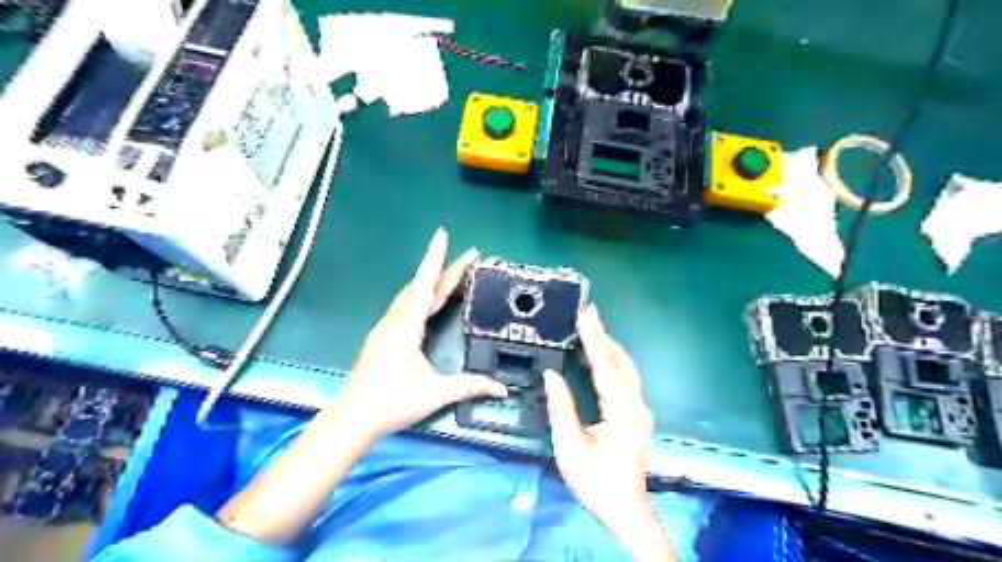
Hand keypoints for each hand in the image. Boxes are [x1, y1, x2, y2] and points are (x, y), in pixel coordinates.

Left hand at [339, 227, 508, 437]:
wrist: (353, 418)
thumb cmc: (393, 401)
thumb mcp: (436, 392)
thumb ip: (470, 386)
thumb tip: (501, 390)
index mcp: (406, 325)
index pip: (424, 284)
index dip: (435, 258)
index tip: (442, 234)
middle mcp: (395, 320)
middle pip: (421, 286)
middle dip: (444, 270)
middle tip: (467, 258)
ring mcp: (386, 328)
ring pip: (411, 296)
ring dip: (432, 282)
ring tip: (452, 276)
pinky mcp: (383, 338)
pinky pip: (406, 307)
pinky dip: (421, 297)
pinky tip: (428, 302)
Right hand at [545, 308, 675, 561]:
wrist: (624, 510)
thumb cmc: (596, 482)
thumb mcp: (570, 447)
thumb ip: (561, 407)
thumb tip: (551, 374)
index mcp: (622, 411)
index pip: (605, 367)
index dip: (593, 339)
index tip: (583, 316)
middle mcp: (636, 405)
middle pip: (621, 361)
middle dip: (603, 335)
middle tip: (588, 312)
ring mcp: (638, 409)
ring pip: (624, 368)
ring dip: (607, 346)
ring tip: (590, 326)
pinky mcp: (634, 415)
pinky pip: (622, 379)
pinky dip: (609, 361)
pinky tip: (595, 356)